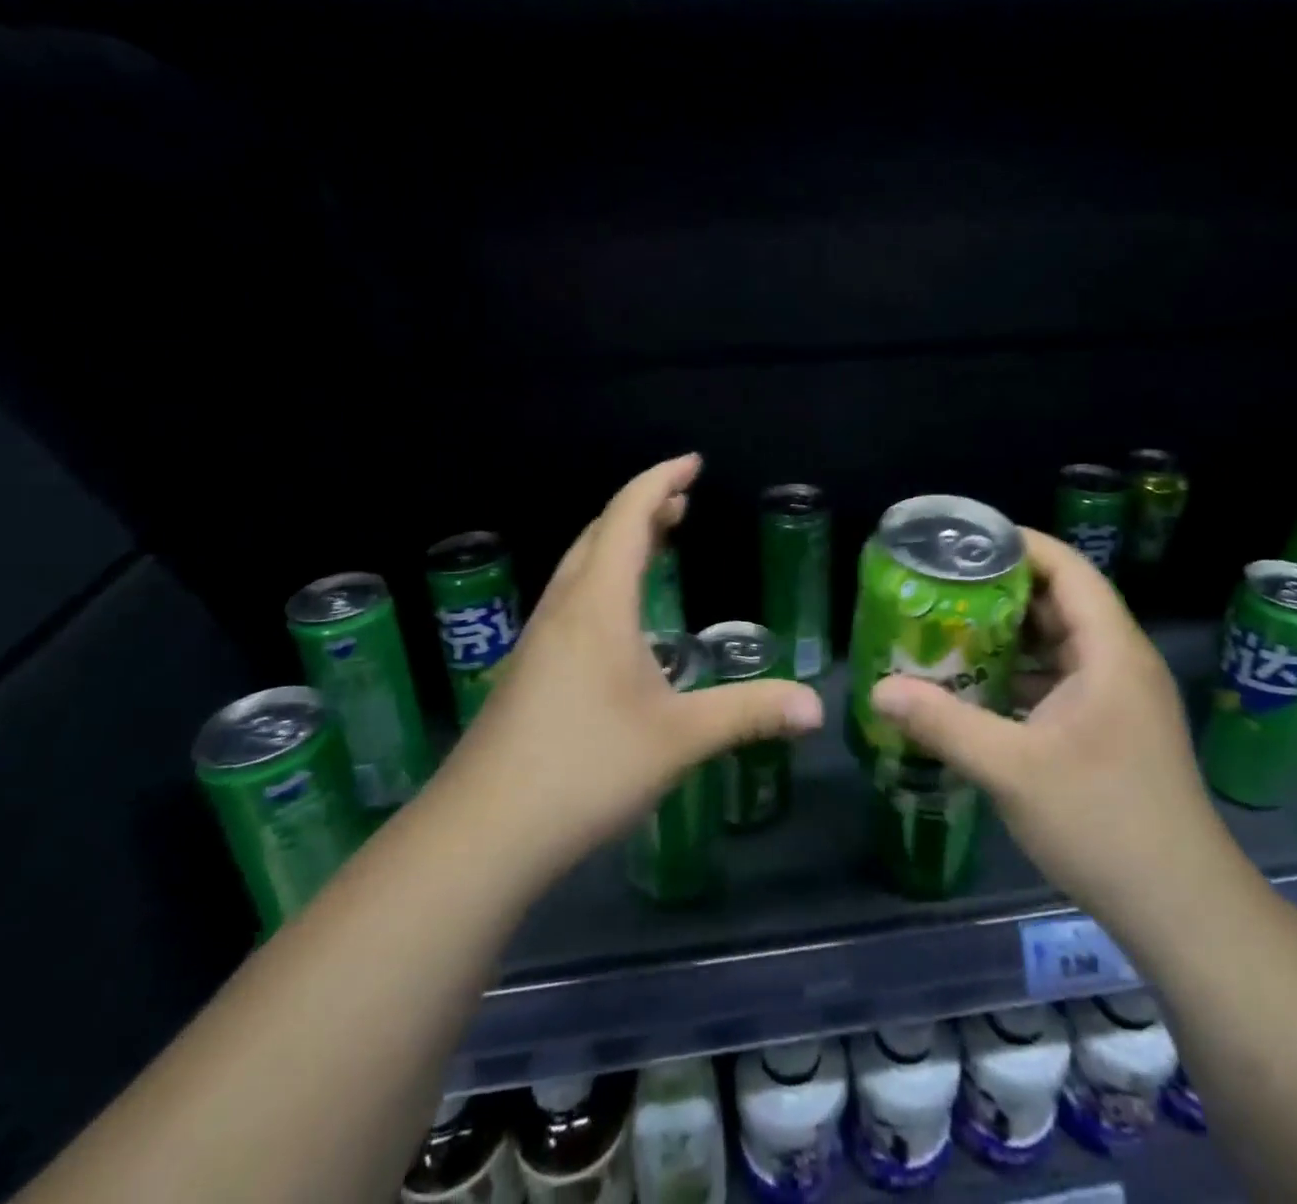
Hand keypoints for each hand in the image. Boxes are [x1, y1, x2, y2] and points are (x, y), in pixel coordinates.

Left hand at [445, 454, 823, 885]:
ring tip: (657, 541)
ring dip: (619, 541)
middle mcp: (564, 607)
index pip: (628, 516)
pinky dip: (604, 578)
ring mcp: (538, 638)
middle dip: (643, 507)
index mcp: (598, 604)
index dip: (660, 481)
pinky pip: (571, 598)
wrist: (480, 834)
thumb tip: (817, 707)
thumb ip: (749, 714)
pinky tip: (620, 618)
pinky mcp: (527, 670)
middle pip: (600, 533)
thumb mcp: (678, 739)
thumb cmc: (585, 768)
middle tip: (682, 501)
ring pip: (581, 566)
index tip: (692, 463)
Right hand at [868, 529, 1220, 907]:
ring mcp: (1120, 699)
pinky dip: (1021, 674)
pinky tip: (978, 687)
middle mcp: (1120, 663)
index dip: (1019, 545)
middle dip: (1002, 590)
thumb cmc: (1102, 822)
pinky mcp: (1113, 730)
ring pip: (1060, 644)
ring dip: (1009, 636)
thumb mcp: (1012, 769)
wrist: (1181, 908)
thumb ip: (943, 723)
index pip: (1068, 569)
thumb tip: (879, 690)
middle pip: (1061, 602)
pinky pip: (1062, 680)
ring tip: (949, 629)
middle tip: (941, 587)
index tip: (963, 541)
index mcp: (1111, 652)